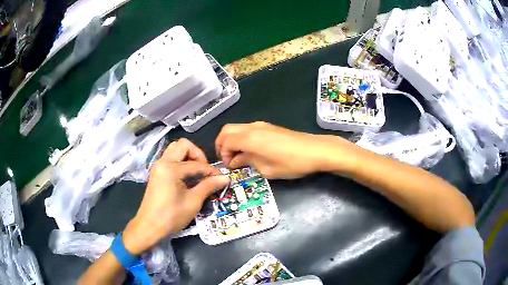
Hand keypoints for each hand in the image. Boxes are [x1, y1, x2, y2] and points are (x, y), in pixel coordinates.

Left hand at [123, 138, 228, 254]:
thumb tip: (225, 178)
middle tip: (205, 171)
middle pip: (183, 145)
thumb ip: (208, 186)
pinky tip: (187, 177)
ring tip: (197, 173)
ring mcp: (158, 166)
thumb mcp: (193, 202)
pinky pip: (170, 158)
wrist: (149, 227)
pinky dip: (181, 162)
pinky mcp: (157, 172)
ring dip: (188, 156)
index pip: (197, 164)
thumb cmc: (171, 216)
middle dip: (198, 155)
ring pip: (175, 149)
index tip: (222, 179)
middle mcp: (163, 162)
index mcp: (171, 168)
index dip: (211, 171)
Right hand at [216, 122, 357, 178]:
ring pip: (237, 128)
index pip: (225, 141)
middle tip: (228, 159)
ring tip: (239, 156)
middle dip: (222, 144)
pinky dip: (242, 138)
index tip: (229, 166)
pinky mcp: (269, 126)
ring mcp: (261, 125)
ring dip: (232, 140)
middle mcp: (252, 127)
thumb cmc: (291, 163)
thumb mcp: (267, 169)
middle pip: (227, 130)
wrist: (316, 150)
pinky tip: (250, 150)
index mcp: (249, 138)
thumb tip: (235, 161)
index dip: (222, 153)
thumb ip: (247, 162)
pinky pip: (247, 129)